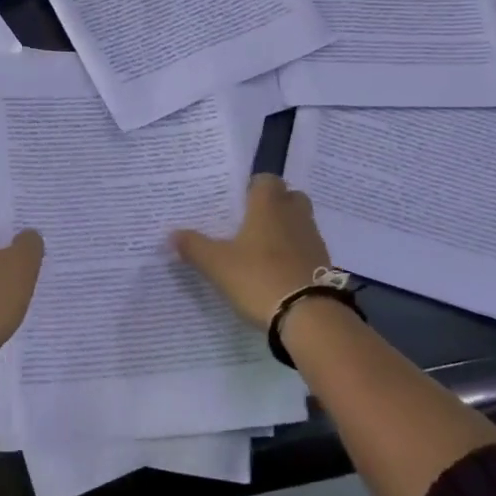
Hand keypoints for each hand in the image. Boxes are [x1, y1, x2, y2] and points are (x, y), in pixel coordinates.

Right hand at [172, 175, 330, 329]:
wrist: (309, 316)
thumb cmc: (258, 278)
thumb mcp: (216, 264)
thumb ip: (193, 246)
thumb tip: (171, 234)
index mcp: (268, 206)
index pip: (266, 179)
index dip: (253, 186)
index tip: (237, 201)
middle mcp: (294, 215)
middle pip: (289, 197)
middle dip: (273, 205)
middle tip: (250, 222)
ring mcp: (313, 240)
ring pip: (299, 223)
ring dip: (285, 230)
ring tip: (261, 249)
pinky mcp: (324, 265)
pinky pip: (307, 248)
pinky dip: (295, 254)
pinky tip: (277, 271)